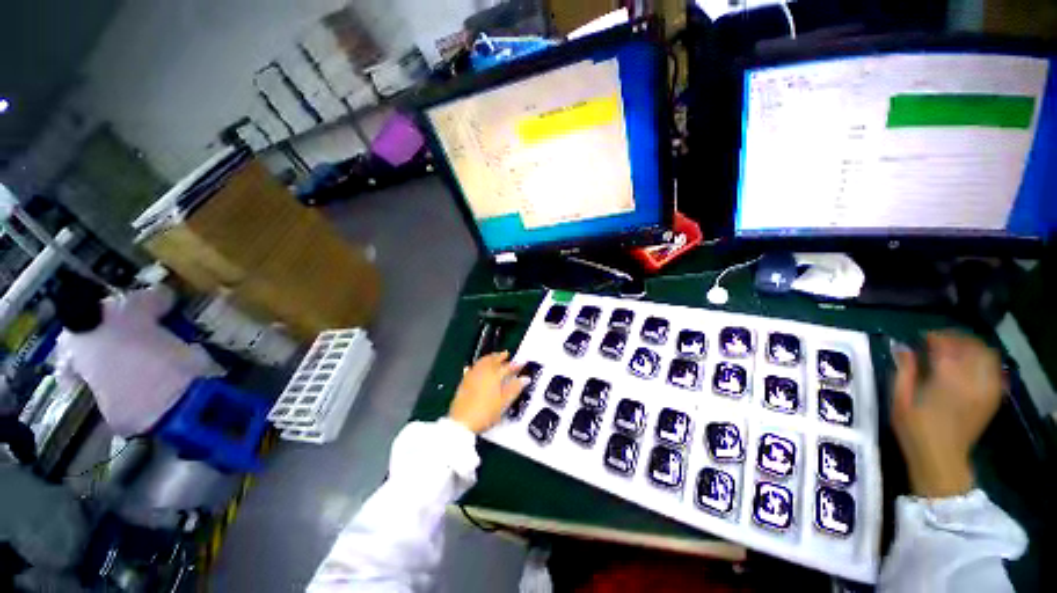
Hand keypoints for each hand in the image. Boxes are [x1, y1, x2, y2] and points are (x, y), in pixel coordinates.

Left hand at [448, 352, 526, 433]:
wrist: (462, 422)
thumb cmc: (486, 413)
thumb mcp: (504, 402)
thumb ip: (515, 388)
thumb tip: (525, 379)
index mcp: (494, 376)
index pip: (507, 367)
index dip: (515, 365)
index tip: (521, 363)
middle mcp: (483, 372)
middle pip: (493, 360)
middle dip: (500, 356)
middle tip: (506, 354)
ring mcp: (472, 375)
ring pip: (482, 362)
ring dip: (489, 358)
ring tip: (493, 357)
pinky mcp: (464, 381)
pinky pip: (472, 367)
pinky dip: (478, 365)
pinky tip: (477, 367)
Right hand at [891, 331, 1003, 497]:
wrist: (942, 459)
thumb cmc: (915, 429)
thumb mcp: (900, 399)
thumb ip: (904, 371)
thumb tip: (903, 348)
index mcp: (946, 379)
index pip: (946, 346)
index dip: (934, 337)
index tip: (922, 337)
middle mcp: (971, 380)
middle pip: (971, 346)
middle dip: (956, 338)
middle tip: (940, 340)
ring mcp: (986, 389)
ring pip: (987, 355)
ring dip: (972, 347)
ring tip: (957, 349)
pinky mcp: (992, 397)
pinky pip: (995, 370)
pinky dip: (985, 361)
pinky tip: (973, 364)